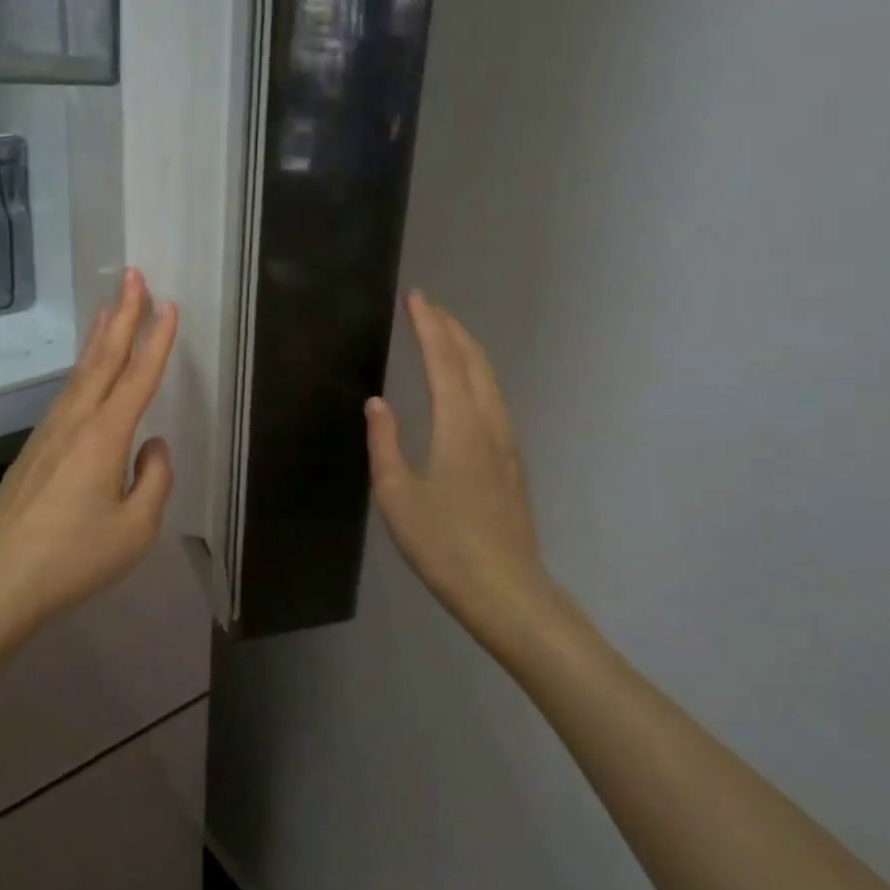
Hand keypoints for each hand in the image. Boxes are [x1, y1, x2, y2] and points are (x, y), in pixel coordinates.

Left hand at [0, 268, 177, 640]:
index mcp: (104, 437)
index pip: (137, 377)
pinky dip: (83, 367)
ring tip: (111, 307)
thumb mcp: (135, 530)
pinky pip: (66, 393)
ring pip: (81, 372)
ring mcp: (49, 432)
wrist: (0, 582)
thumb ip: (154, 480)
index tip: (168, 304)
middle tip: (132, 274)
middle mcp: (74, 422)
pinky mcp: (35, 448)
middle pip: (103, 358)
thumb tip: (152, 446)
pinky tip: (86, 369)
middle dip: (122, 314)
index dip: (156, 340)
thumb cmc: (74, 559)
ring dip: (99, 335)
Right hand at [365, 291, 565, 662]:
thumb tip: (378, 402)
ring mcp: (505, 443)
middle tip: (427, 306)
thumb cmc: (443, 543)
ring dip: (465, 350)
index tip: (415, 297)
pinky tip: (466, 386)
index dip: (428, 326)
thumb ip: (385, 442)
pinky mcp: (511, 463)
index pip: (443, 360)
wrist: (506, 591)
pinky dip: (475, 375)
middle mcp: (487, 424)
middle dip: (450, 328)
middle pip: (473, 362)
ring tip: (444, 334)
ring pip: (488, 380)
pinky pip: (493, 400)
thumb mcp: (396, 493)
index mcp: (458, 425)